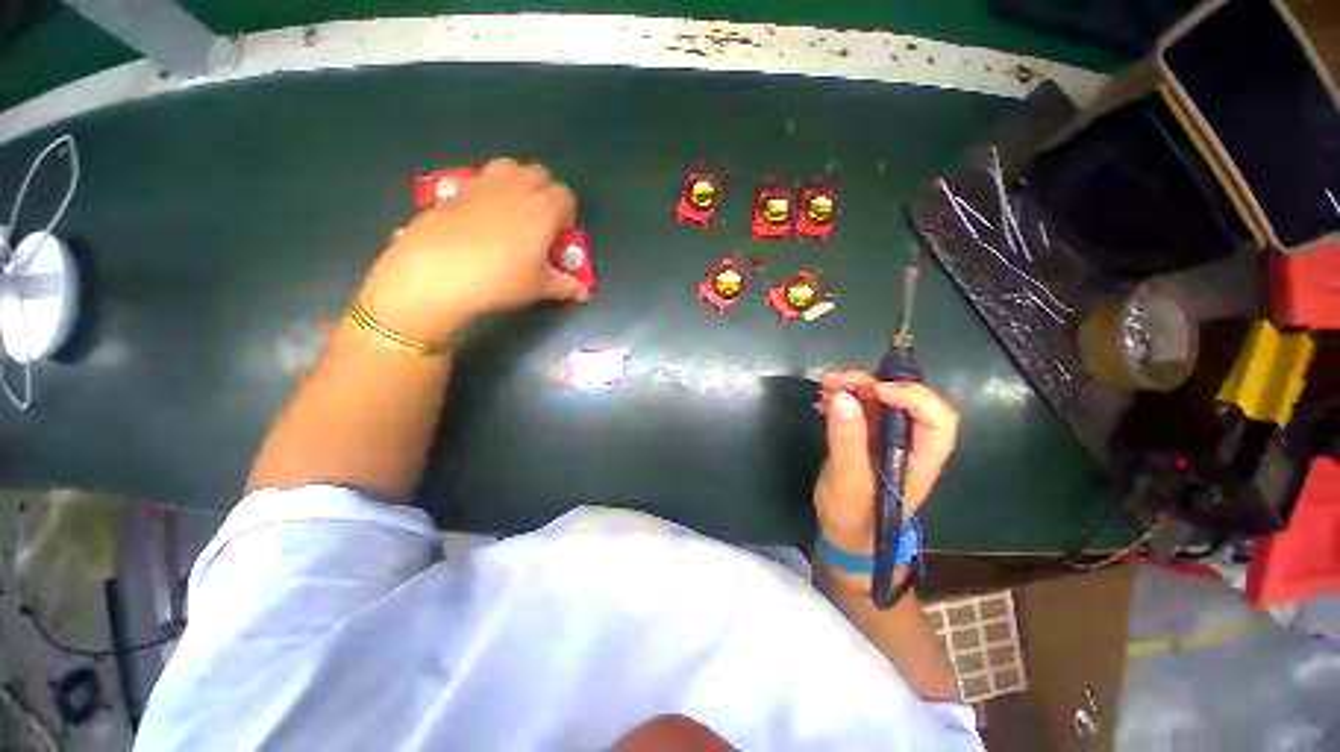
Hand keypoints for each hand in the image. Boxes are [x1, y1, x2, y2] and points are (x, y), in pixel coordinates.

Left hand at [358, 157, 588, 345]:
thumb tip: (584, 293)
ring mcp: (483, 184)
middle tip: (540, 221)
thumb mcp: (539, 287)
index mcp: (543, 209)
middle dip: (545, 192)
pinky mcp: (455, 189)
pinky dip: (487, 190)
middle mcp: (516, 188)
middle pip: (539, 173)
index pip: (566, 196)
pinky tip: (480, 216)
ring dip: (517, 182)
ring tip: (512, 210)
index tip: (561, 234)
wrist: (436, 273)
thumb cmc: (500, 281)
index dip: (568, 214)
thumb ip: (566, 286)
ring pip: (509, 166)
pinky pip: (480, 178)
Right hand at [813, 370, 958, 568]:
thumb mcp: (847, 481)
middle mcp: (909, 442)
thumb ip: (847, 440)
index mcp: (921, 457)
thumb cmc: (854, 517)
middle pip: (902, 400)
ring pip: (878, 400)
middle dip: (869, 383)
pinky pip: (859, 408)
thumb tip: (842, 396)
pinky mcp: (866, 437)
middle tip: (833, 380)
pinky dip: (841, 399)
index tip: (875, 390)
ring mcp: (886, 438)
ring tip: (823, 386)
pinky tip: (821, 402)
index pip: (937, 418)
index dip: (913, 396)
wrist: (844, 537)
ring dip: (851, 387)